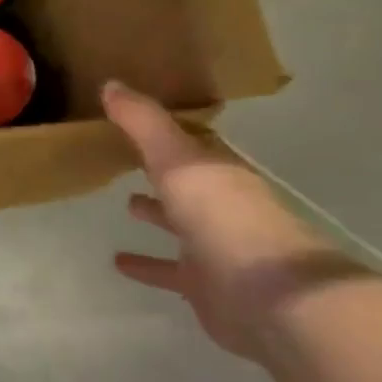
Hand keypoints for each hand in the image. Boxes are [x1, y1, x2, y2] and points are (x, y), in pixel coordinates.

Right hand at [103, 81, 364, 359]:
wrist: (271, 298)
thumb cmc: (224, 218)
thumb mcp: (178, 160)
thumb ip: (144, 124)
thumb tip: (110, 83)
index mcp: (219, 174)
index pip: (192, 146)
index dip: (166, 133)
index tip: (135, 120)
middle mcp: (222, 207)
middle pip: (188, 184)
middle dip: (164, 171)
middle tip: (128, 158)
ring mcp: (217, 248)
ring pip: (182, 225)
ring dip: (158, 215)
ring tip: (126, 205)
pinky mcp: (206, 286)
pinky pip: (169, 270)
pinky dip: (148, 265)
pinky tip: (119, 263)